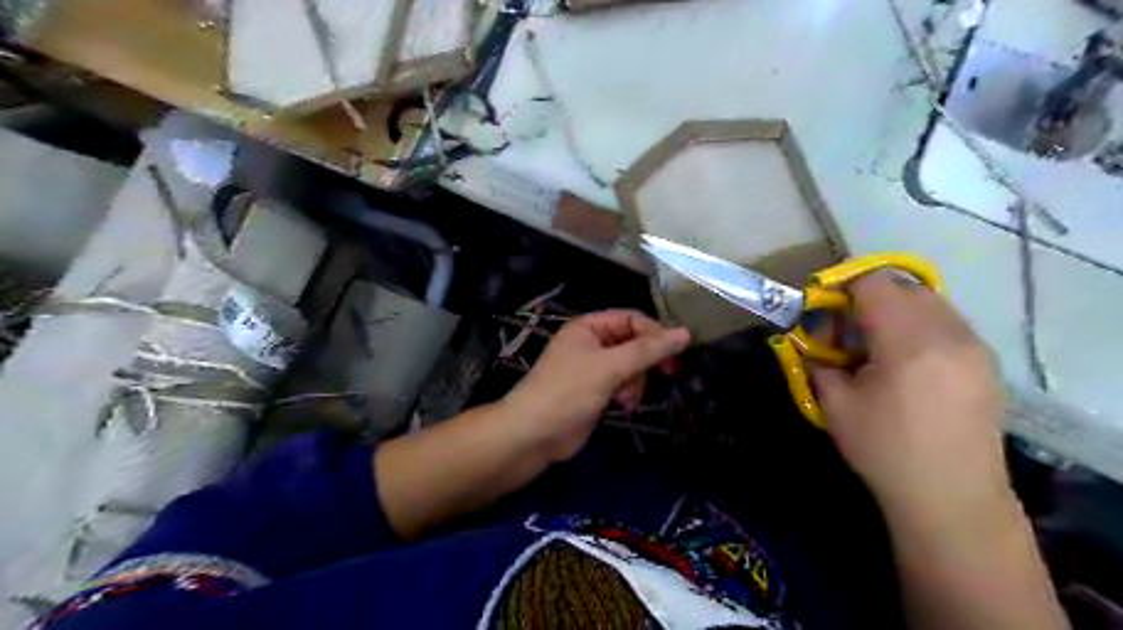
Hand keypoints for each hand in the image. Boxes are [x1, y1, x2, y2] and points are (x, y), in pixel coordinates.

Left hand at [502, 309, 694, 462]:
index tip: (678, 352)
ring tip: (627, 399)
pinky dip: (628, 394)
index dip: (655, 333)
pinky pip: (624, 385)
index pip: (632, 319)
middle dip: (646, 361)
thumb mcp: (609, 367)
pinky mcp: (597, 391)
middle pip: (634, 343)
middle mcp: (592, 343)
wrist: (534, 434)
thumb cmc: (568, 391)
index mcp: (589, 326)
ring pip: (632, 366)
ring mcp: (594, 368)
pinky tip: (623, 407)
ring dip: (636, 382)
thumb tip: (686, 333)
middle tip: (669, 373)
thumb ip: (647, 350)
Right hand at [808, 272, 1008, 519]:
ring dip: (895, 312)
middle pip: (902, 287)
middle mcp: (948, 333)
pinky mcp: (985, 361)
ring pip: (928, 301)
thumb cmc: (885, 451)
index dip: (842, 289)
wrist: (952, 496)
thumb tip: (812, 342)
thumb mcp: (835, 405)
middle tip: (847, 333)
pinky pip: (946, 322)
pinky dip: (918, 327)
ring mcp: (974, 346)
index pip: (873, 284)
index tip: (824, 313)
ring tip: (875, 348)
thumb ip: (819, 362)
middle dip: (867, 299)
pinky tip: (905, 363)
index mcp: (908, 342)